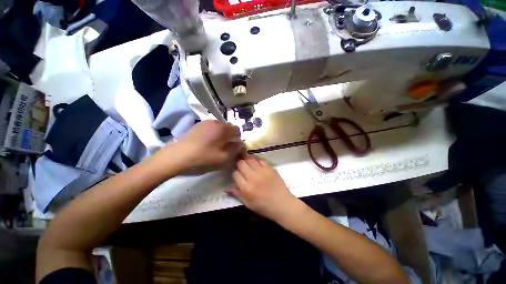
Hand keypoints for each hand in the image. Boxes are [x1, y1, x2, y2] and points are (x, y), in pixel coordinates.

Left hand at [161, 120, 243, 171]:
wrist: (177, 156)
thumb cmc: (203, 157)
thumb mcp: (224, 158)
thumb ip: (235, 150)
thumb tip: (240, 144)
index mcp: (223, 128)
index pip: (237, 130)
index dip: (237, 139)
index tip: (233, 148)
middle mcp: (215, 122)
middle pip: (227, 128)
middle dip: (229, 137)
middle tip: (225, 148)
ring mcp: (204, 123)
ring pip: (218, 128)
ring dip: (220, 136)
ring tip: (215, 146)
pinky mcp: (196, 126)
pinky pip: (209, 129)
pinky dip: (211, 135)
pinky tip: (205, 144)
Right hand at [228, 156, 300, 221]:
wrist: (282, 204)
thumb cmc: (264, 206)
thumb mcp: (248, 204)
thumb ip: (237, 194)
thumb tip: (226, 188)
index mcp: (246, 188)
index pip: (235, 174)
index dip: (235, 173)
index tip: (237, 175)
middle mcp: (253, 177)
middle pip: (241, 163)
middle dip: (239, 164)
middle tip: (242, 167)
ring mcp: (262, 171)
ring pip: (250, 159)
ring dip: (247, 160)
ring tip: (248, 164)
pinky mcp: (270, 168)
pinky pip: (260, 160)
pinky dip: (256, 160)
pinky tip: (256, 163)